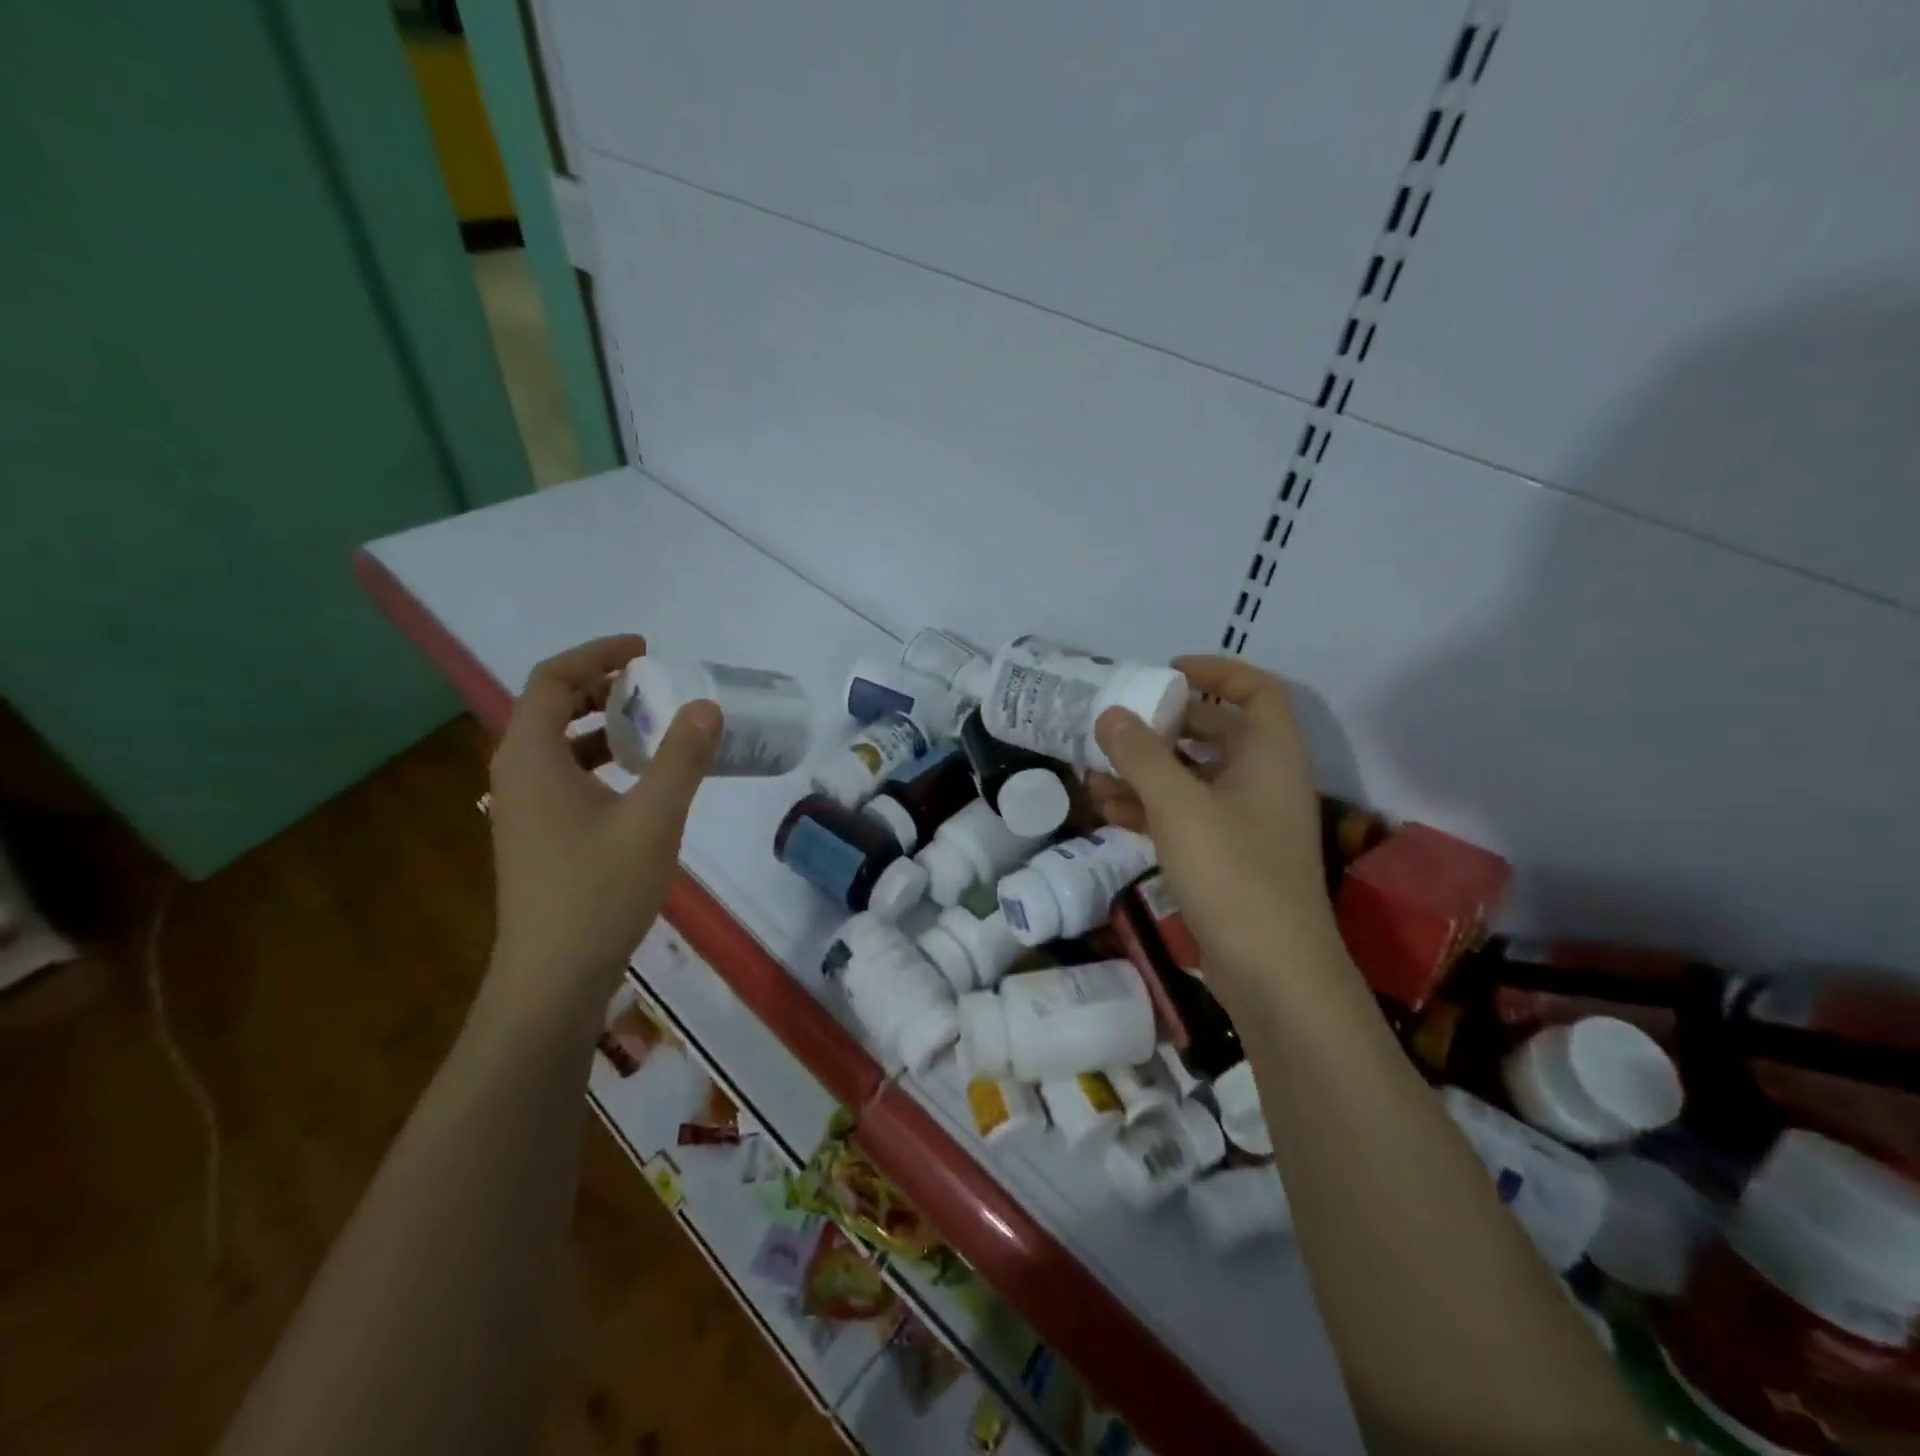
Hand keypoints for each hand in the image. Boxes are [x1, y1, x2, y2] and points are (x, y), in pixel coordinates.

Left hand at [484, 635, 719, 1011]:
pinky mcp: (537, 834)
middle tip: (653, 682)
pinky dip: (600, 759)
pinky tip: (639, 780)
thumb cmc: (599, 891)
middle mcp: (517, 774)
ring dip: (602, 723)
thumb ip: (681, 759)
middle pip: (549, 706)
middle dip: (601, 685)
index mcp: (533, 758)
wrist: (553, 977)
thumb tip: (706, 705)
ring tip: (653, 723)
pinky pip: (564, 774)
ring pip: (557, 743)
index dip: (596, 654)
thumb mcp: (654, 819)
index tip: (644, 650)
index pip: (551, 680)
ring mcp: (523, 807)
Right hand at [1088, 655, 1349, 1009]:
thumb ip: (1141, 755)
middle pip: (1217, 734)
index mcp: (1271, 756)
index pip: (1256, 691)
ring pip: (1194, 779)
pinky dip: (1150, 808)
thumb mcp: (1179, 806)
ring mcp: (1246, 823)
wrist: (1273, 974)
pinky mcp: (1226, 858)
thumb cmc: (1234, 873)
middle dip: (1165, 726)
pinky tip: (1107, 810)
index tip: (1166, 673)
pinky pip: (1185, 816)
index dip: (1216, 672)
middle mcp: (1263, 782)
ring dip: (1147, 771)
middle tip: (1119, 723)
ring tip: (1095, 771)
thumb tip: (1110, 714)